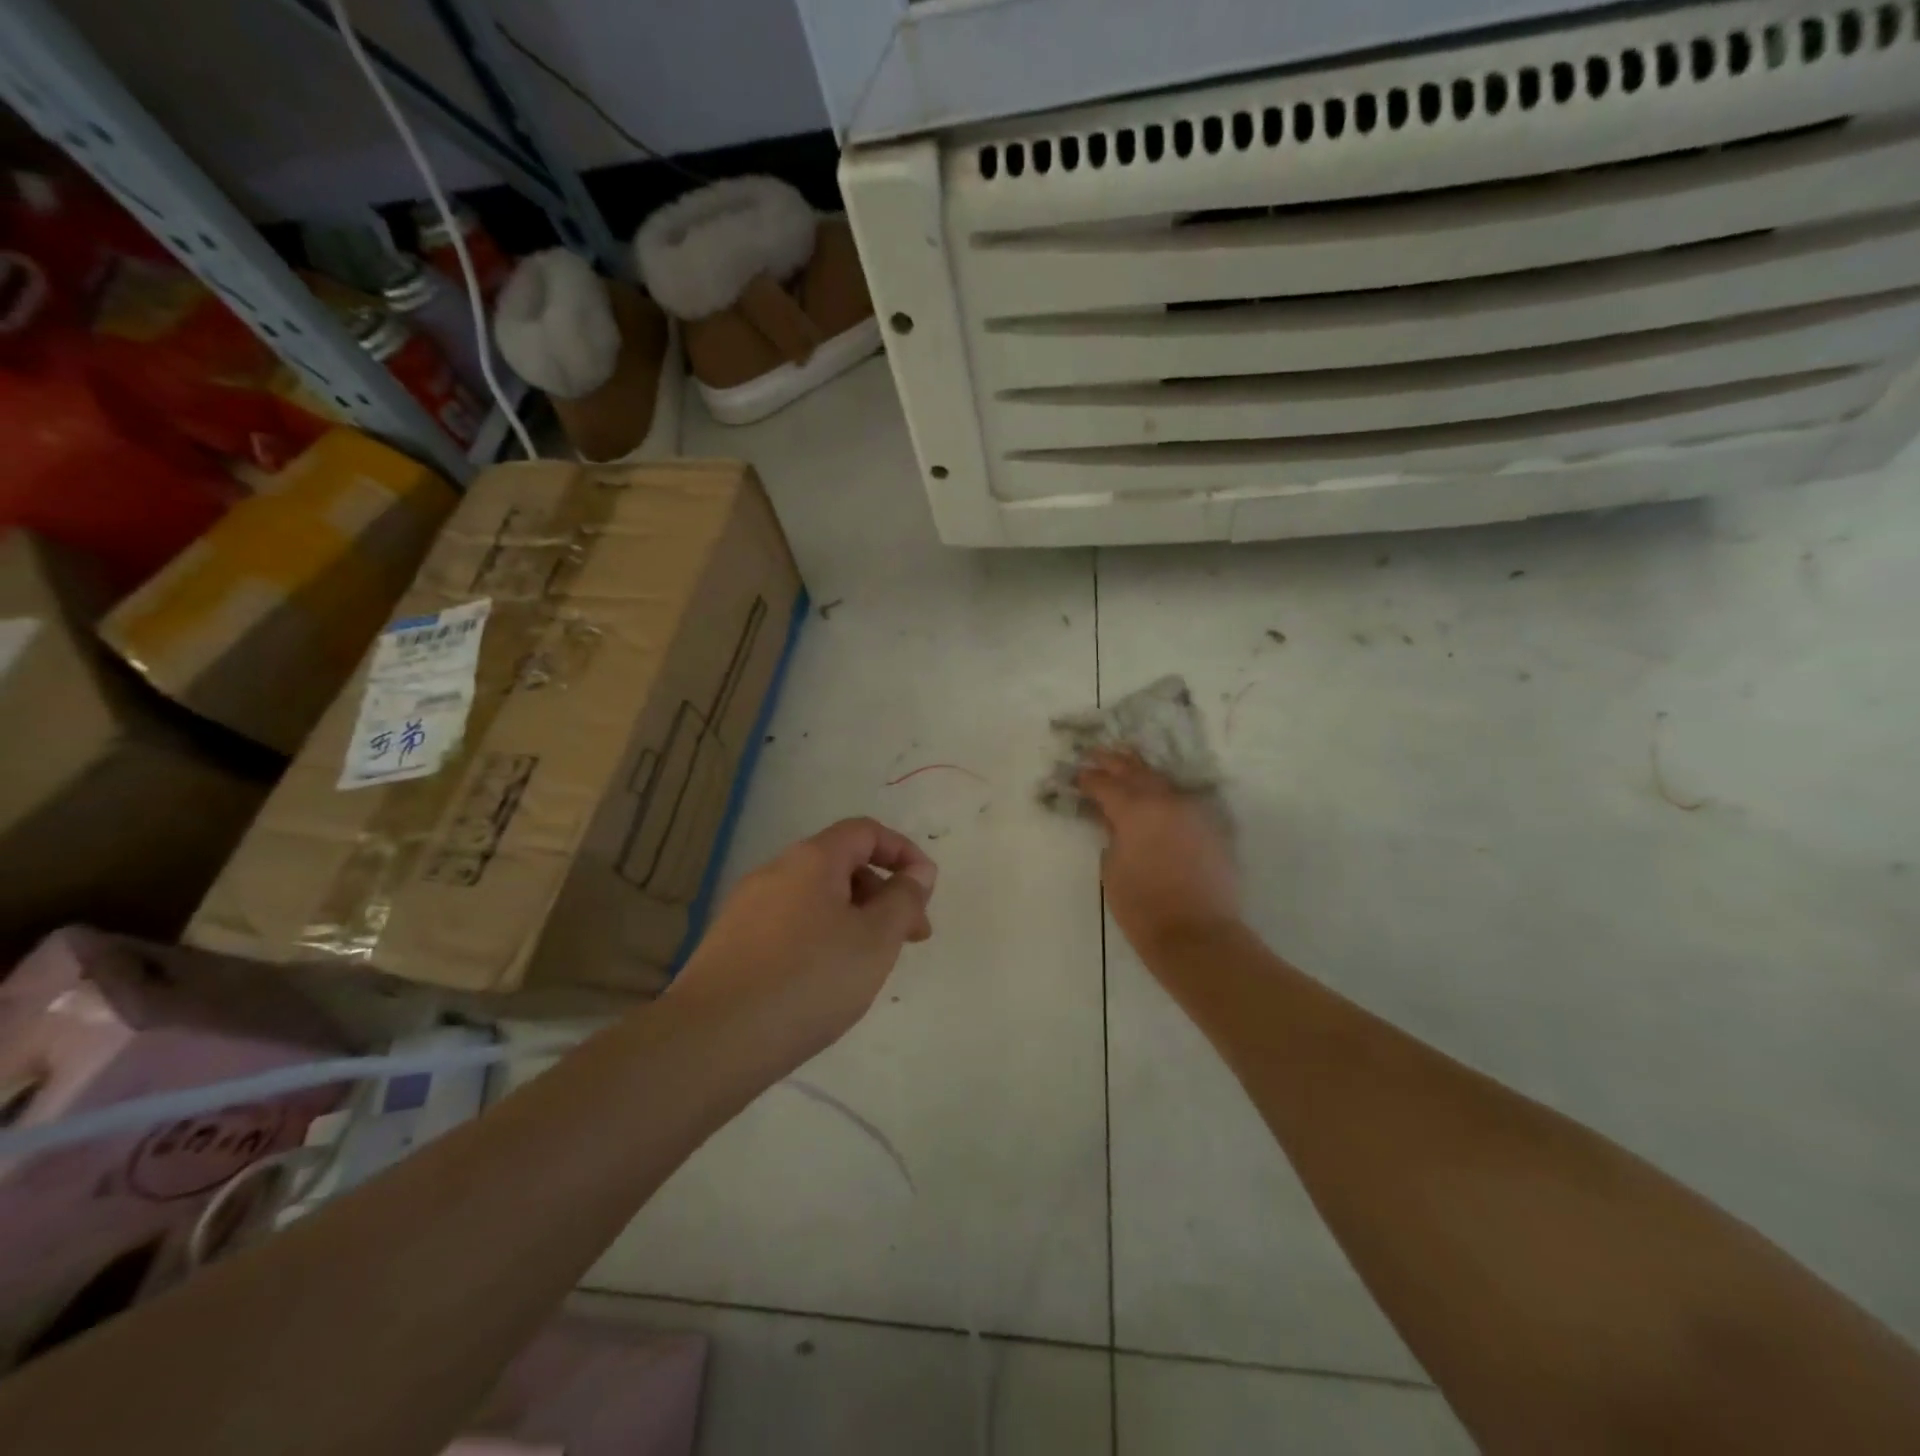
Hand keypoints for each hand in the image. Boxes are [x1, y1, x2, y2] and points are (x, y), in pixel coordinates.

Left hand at [670, 818, 937, 1065]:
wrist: (712, 1040)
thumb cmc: (809, 980)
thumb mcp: (875, 939)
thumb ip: (904, 899)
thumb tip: (918, 871)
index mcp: (811, 859)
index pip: (865, 831)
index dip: (903, 852)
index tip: (925, 890)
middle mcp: (775, 871)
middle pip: (840, 864)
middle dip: (882, 893)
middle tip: (909, 938)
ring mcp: (746, 907)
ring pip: (815, 898)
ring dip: (853, 918)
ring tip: (868, 966)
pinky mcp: (730, 943)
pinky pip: (789, 925)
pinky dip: (820, 938)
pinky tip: (823, 982)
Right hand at [1077, 750, 1239, 955]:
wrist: (1197, 934)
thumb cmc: (1142, 906)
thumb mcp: (1112, 868)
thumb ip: (1111, 835)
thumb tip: (1113, 820)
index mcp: (1135, 809)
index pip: (1105, 784)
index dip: (1088, 779)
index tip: (1076, 776)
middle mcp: (1166, 801)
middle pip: (1136, 772)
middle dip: (1114, 762)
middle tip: (1096, 754)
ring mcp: (1192, 811)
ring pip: (1162, 782)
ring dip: (1141, 773)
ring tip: (1126, 765)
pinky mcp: (1210, 827)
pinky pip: (1181, 800)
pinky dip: (1164, 794)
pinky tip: (1155, 795)